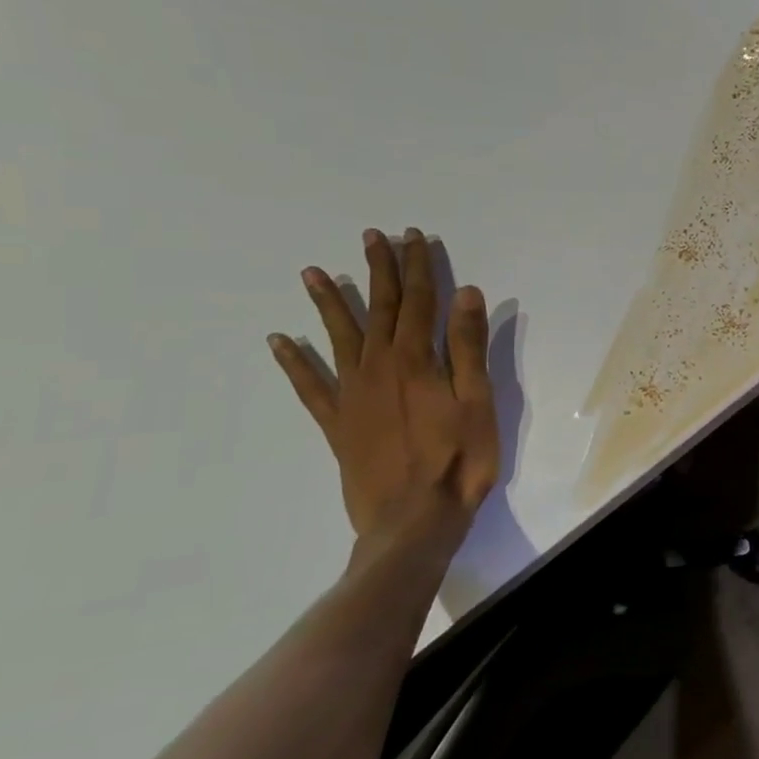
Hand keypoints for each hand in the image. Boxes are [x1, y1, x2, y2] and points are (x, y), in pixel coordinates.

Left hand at [268, 228, 499, 559]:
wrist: (413, 521)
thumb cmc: (458, 459)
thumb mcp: (478, 401)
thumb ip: (468, 346)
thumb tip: (466, 293)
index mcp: (416, 360)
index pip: (420, 301)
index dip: (419, 267)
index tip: (414, 237)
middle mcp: (378, 367)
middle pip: (381, 309)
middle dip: (379, 271)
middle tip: (372, 237)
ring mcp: (352, 395)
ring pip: (339, 337)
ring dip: (329, 303)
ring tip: (313, 273)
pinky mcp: (337, 423)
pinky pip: (310, 385)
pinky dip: (294, 362)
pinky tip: (281, 341)